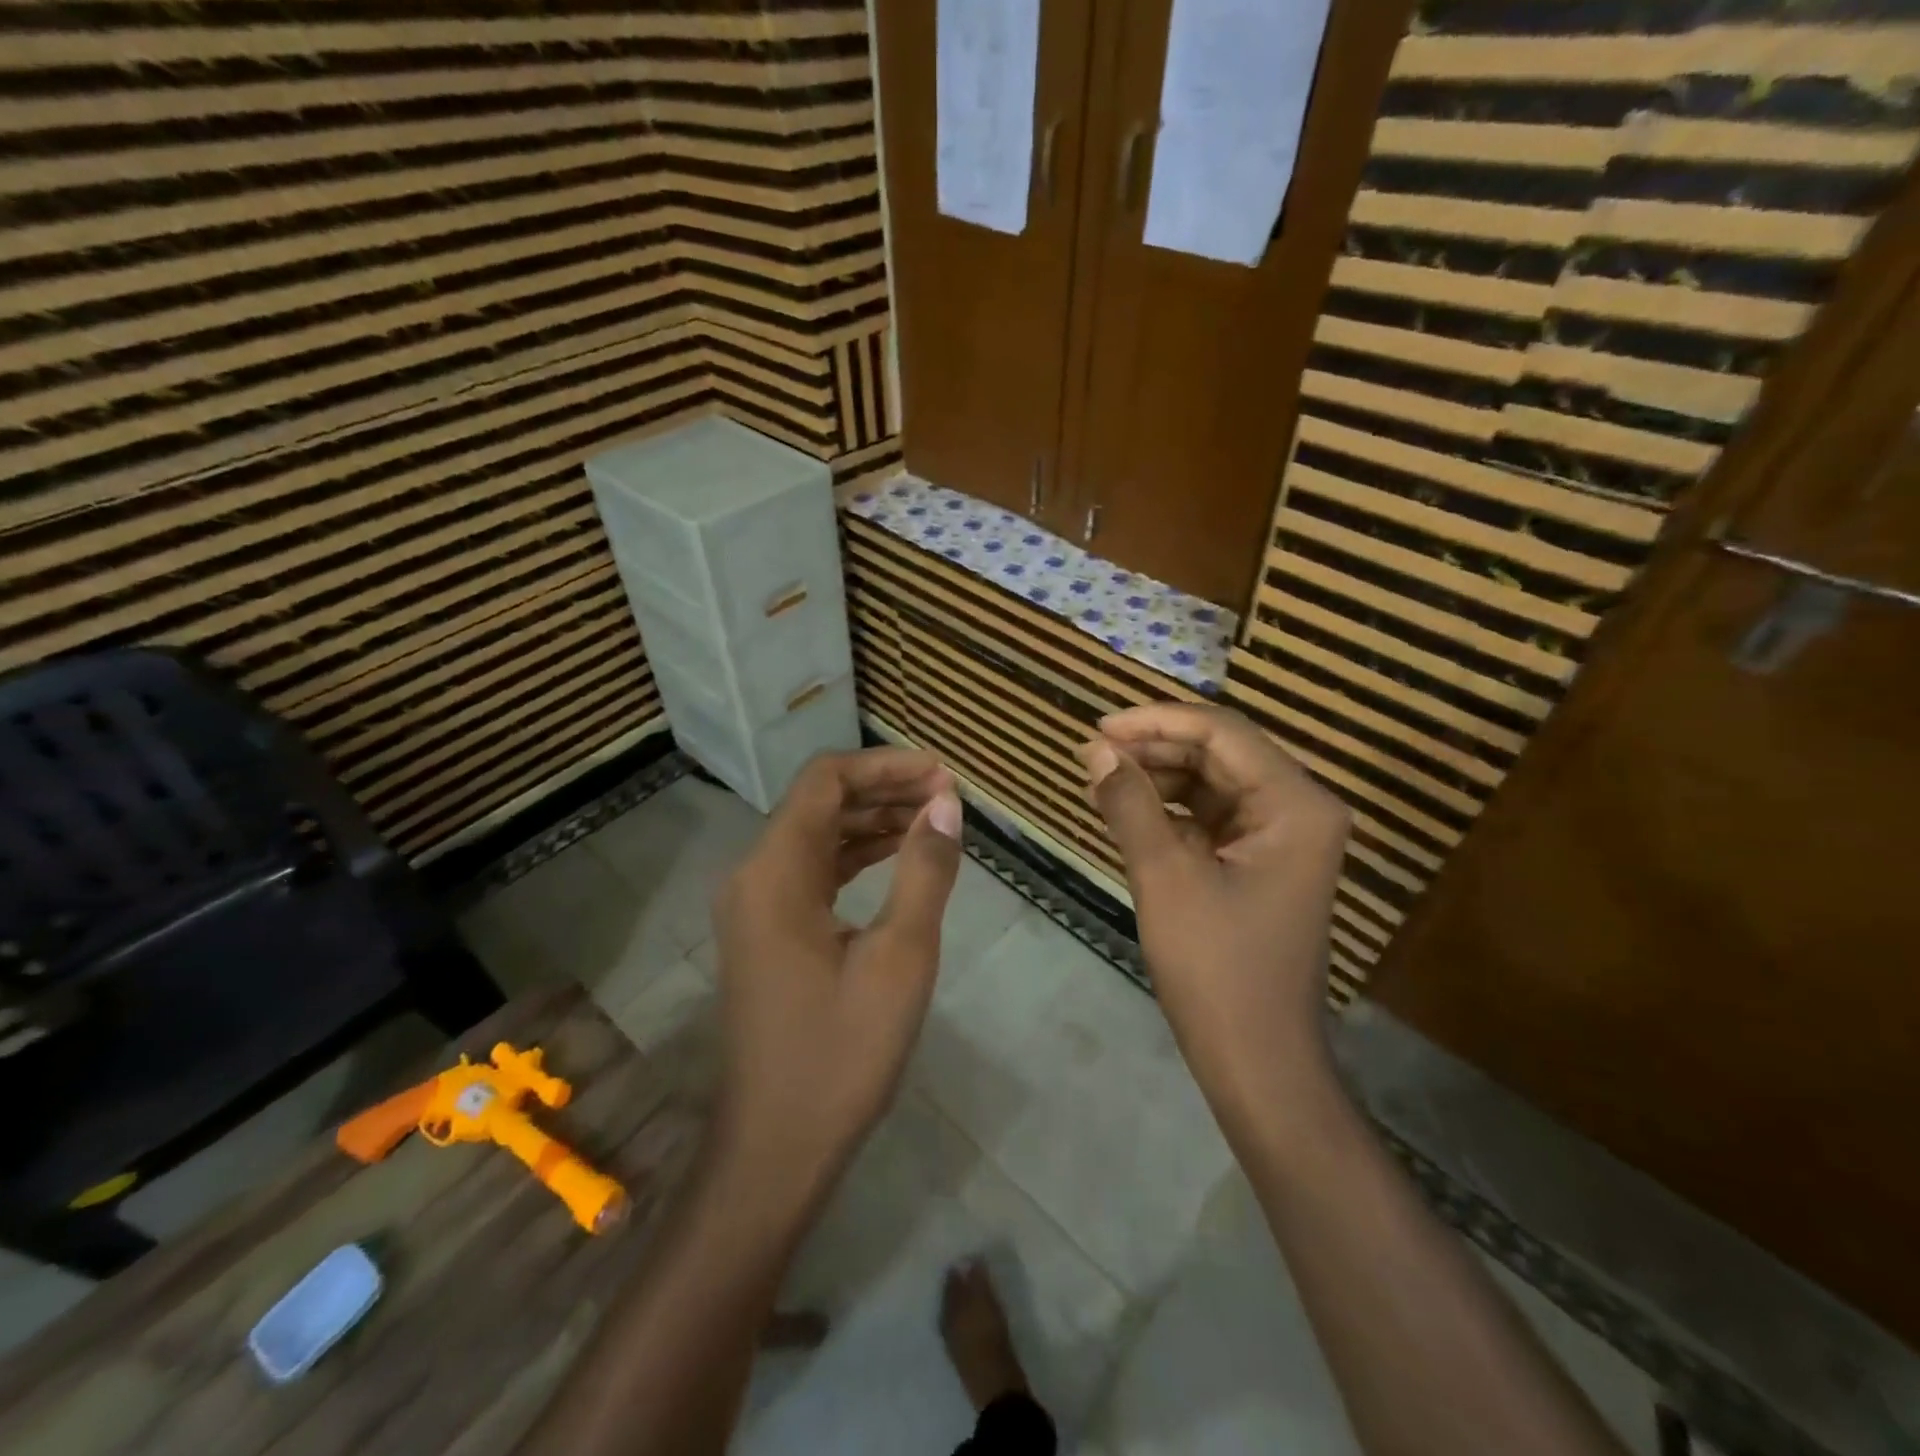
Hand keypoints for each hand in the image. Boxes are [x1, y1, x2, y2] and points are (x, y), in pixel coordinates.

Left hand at [711, 748, 962, 1201]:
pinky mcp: (764, 931)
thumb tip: (946, 804)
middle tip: (947, 796)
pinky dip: (853, 856)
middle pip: (818, 803)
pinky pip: (810, 871)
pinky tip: (896, 858)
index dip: (886, 765)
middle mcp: (753, 875)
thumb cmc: (841, 1053)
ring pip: (815, 835)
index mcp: (775, 872)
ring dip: (871, 821)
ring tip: (932, 819)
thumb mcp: (900, 958)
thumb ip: (924, 871)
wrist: (776, 1147)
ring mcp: (754, 905)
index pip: (826, 781)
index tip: (942, 774)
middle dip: (883, 789)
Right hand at [1079, 704, 1349, 1134]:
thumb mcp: (1165, 877)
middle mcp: (1298, 809)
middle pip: (1219, 753)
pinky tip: (1125, 812)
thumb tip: (1094, 750)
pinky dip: (1167, 811)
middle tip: (1091, 757)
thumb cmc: (1217, 969)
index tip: (1098, 728)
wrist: (1257, 1061)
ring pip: (1211, 782)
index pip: (1222, 732)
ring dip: (1156, 778)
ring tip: (1099, 784)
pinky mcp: (1259, 862)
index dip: (1155, 722)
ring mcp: (1281, 837)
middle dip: (1153, 749)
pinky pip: (1209, 816)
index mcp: (1295, 804)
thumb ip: (1130, 803)